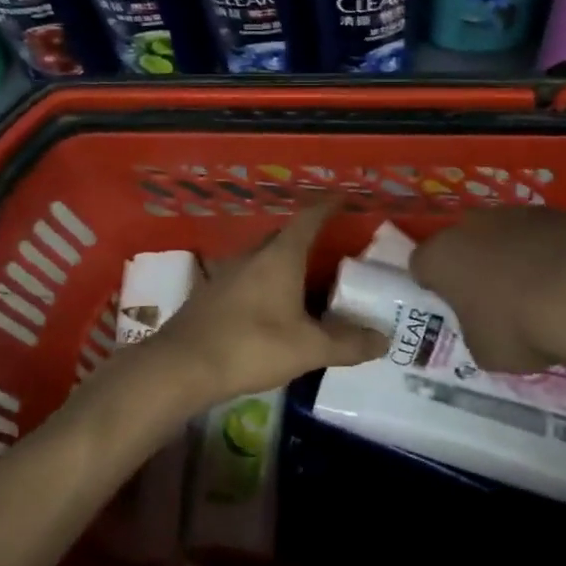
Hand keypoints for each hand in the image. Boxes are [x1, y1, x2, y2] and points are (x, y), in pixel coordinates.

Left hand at [117, 202, 388, 418]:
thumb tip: (384, 339)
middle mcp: (251, 256)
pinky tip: (269, 308)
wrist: (180, 366)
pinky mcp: (209, 296)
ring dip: (282, 264)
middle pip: (283, 237)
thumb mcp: (308, 348)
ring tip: (304, 281)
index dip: (327, 207)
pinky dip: (263, 285)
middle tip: (331, 250)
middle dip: (306, 238)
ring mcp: (225, 274)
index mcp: (279, 257)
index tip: (343, 198)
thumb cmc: (250, 346)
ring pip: (261, 259)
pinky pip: (244, 279)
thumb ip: (348, 343)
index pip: (308, 219)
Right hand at [411, 207, 565, 372]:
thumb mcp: (484, 350)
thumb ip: (475, 331)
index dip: (433, 285)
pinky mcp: (560, 212)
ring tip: (539, 290)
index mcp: (441, 257)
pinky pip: (546, 235)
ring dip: (514, 255)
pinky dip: (551, 252)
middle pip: (464, 243)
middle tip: (493, 298)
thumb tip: (486, 325)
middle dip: (474, 265)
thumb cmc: (518, 327)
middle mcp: (472, 225)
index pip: (421, 265)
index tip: (450, 305)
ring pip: (506, 234)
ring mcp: (517, 213)